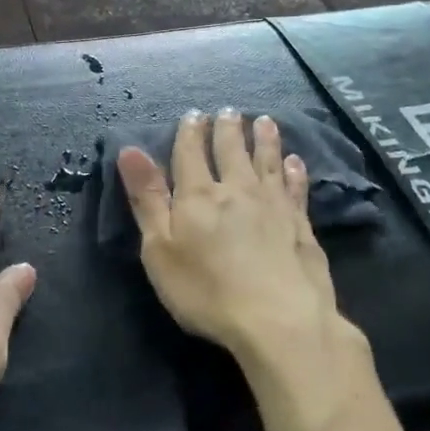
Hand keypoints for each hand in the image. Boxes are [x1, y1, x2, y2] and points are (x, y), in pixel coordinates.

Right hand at [118, 110, 348, 370]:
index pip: (190, 154)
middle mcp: (237, 190)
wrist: (279, 320)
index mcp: (198, 195)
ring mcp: (273, 205)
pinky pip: (296, 188)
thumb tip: (129, 149)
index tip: (194, 114)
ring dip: (264, 139)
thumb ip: (147, 198)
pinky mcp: (300, 225)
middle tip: (229, 111)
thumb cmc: (206, 290)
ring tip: (264, 120)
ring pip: (267, 161)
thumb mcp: (159, 248)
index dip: (190, 133)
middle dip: (227, 129)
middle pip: (231, 151)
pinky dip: (294, 172)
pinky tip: (296, 162)